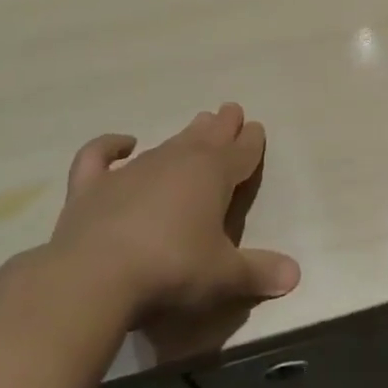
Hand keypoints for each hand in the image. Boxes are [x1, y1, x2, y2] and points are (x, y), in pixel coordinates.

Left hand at [47, 104, 300, 360]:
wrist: (93, 277)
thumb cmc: (172, 269)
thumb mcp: (224, 275)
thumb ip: (258, 272)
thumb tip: (295, 276)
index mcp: (214, 175)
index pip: (241, 151)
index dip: (251, 141)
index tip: (256, 128)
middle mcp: (177, 162)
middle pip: (207, 137)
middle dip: (222, 125)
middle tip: (230, 110)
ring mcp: (132, 171)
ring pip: (167, 144)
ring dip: (184, 135)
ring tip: (197, 125)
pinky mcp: (92, 187)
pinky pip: (99, 156)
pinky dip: (109, 146)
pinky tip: (122, 143)